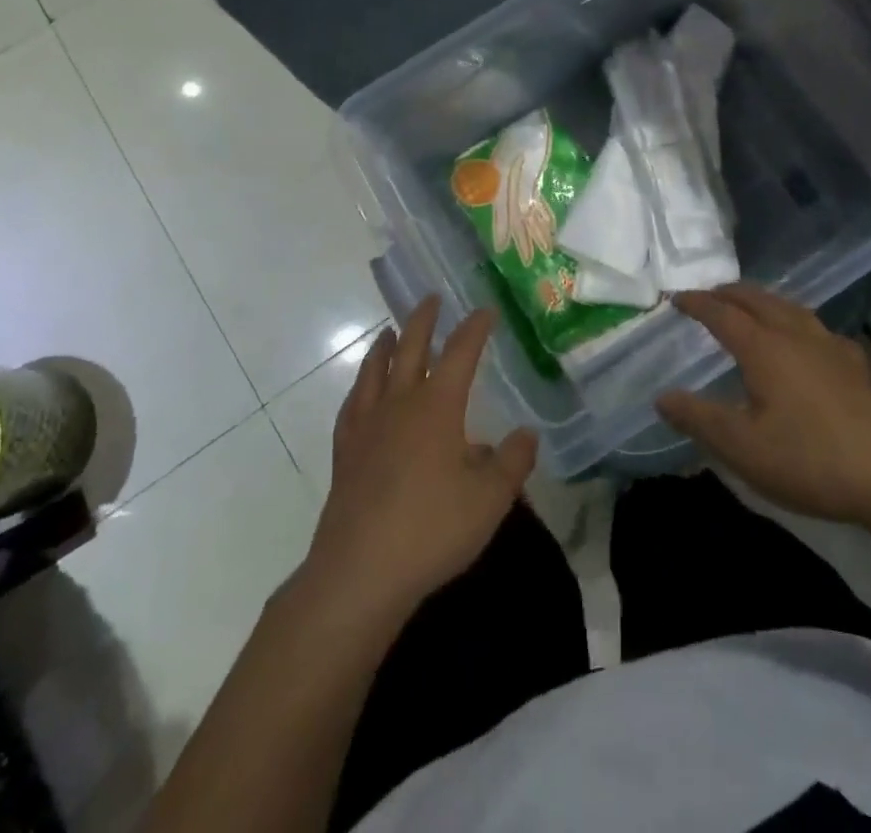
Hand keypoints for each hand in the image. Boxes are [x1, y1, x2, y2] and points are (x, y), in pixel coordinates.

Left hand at [303, 297, 536, 622]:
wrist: (360, 571)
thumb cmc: (432, 529)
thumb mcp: (490, 499)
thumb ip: (513, 462)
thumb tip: (526, 434)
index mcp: (437, 406)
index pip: (460, 352)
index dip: (474, 327)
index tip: (485, 310)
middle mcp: (400, 404)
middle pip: (410, 348)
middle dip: (423, 320)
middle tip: (431, 298)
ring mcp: (367, 426)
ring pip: (375, 371)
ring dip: (385, 345)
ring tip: (388, 331)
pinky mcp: (345, 453)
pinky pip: (352, 406)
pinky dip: (360, 387)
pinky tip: (361, 391)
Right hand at [657, 282, 870, 524]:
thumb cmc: (809, 459)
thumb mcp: (742, 447)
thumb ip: (698, 418)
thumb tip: (662, 397)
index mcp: (763, 348)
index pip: (722, 313)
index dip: (697, 303)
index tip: (675, 299)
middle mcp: (795, 335)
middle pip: (757, 299)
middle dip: (729, 293)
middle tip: (709, 295)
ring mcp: (829, 347)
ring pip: (789, 308)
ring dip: (762, 301)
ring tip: (751, 307)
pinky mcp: (855, 365)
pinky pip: (816, 328)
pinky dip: (795, 322)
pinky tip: (805, 341)